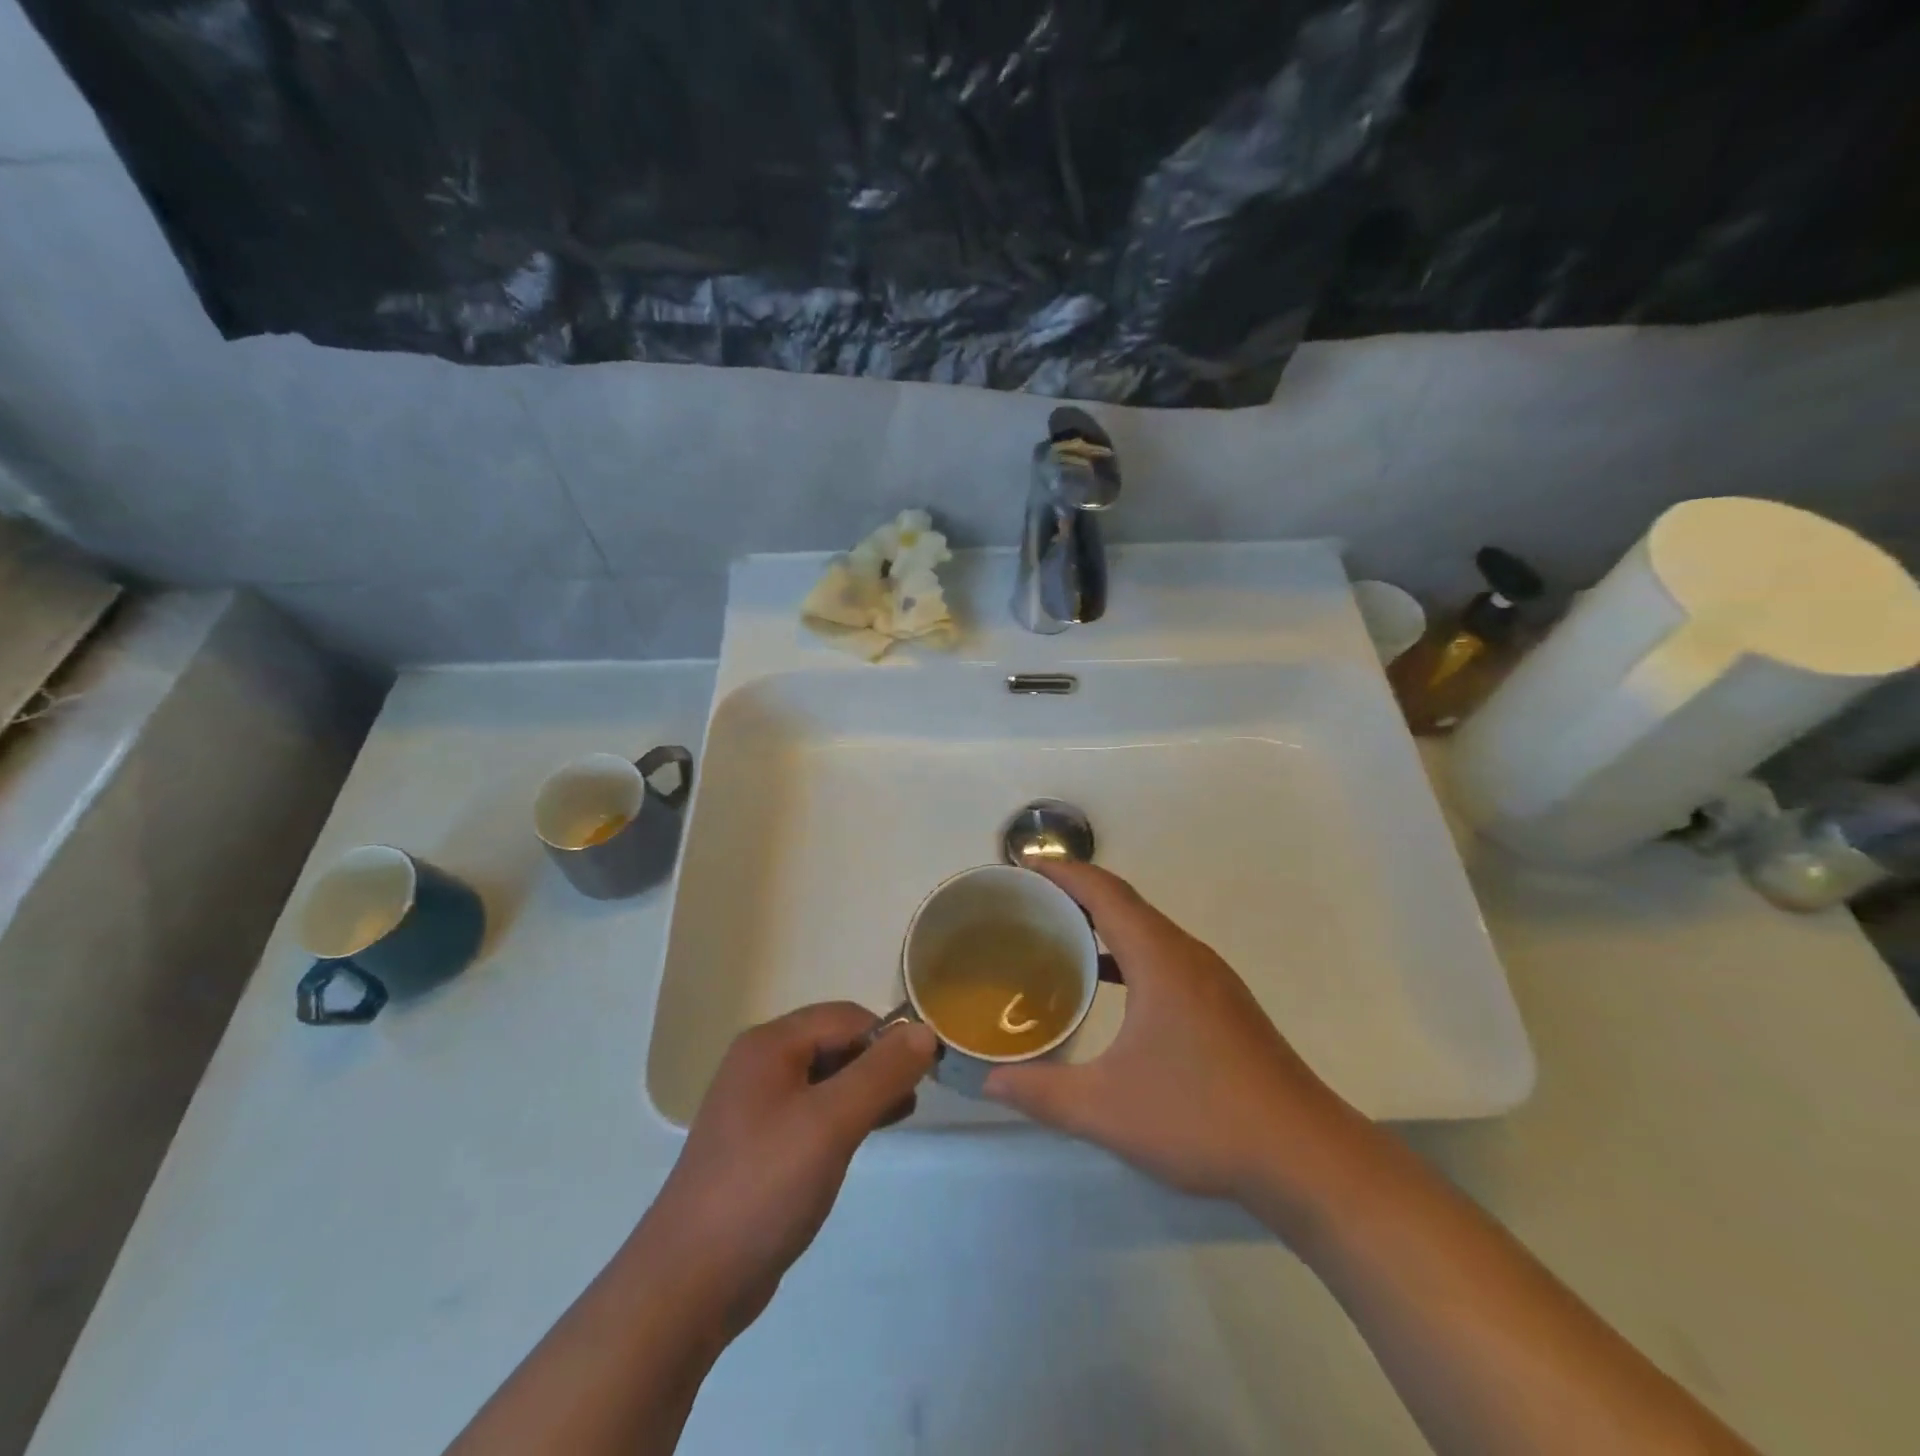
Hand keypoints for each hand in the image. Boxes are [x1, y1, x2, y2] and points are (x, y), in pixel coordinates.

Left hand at [639, 1004, 936, 1335]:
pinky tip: (866, 1135)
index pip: (846, 1017)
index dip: (889, 1036)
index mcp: (770, 1044)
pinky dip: (845, 1113)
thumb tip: (924, 1031)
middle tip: (916, 1093)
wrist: (690, 1282)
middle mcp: (760, 1063)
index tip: (926, 1069)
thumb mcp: (831, 1123)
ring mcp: (757, 1105)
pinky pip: (813, 1110)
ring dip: (866, 1087)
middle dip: (879, 1061)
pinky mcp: (760, 1143)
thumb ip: (881, 1073)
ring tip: (903, 1111)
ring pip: (827, 1077)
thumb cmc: (764, 1187)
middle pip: (835, 1041)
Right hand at [983, 862, 1345, 1202]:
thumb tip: (991, 1082)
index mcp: (1160, 958)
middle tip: (1029, 902)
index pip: (1105, 892)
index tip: (1023, 867)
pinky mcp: (1224, 1005)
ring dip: (1104, 923)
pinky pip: (1164, 956)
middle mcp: (1188, 954)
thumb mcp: (1108, 1109)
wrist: (1305, 1157)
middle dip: (1077, 893)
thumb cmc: (1202, 1117)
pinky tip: (1109, 986)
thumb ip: (1043, 1092)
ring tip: (1059, 936)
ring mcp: (1211, 979)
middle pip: (1126, 903)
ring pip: (1148, 930)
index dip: (1063, 872)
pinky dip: (1127, 954)